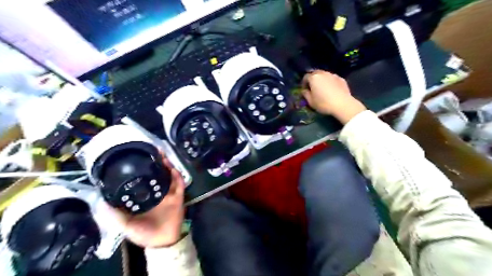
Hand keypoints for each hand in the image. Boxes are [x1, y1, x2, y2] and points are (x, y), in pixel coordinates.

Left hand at [112, 156, 186, 249]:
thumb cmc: (143, 232)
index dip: (141, 168)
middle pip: (157, 174)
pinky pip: (179, 184)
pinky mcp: (178, 196)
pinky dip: (177, 177)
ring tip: (162, 155)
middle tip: (152, 151)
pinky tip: (172, 169)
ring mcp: (168, 193)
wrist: (162, 241)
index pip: (143, 179)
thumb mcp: (124, 225)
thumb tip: (100, 201)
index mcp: (145, 197)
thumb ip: (114, 215)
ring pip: (168, 176)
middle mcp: (157, 192)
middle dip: (156, 162)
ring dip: (167, 166)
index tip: (137, 158)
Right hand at [302, 70, 366, 123]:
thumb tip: (304, 91)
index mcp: (314, 78)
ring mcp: (333, 75)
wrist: (342, 104)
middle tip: (313, 88)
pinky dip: (330, 82)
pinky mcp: (341, 79)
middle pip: (315, 73)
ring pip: (325, 75)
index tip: (304, 89)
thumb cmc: (323, 103)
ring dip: (322, 80)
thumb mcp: (310, 102)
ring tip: (322, 89)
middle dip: (313, 79)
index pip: (305, 77)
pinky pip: (332, 79)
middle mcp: (323, 73)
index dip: (304, 83)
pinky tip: (331, 90)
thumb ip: (305, 94)